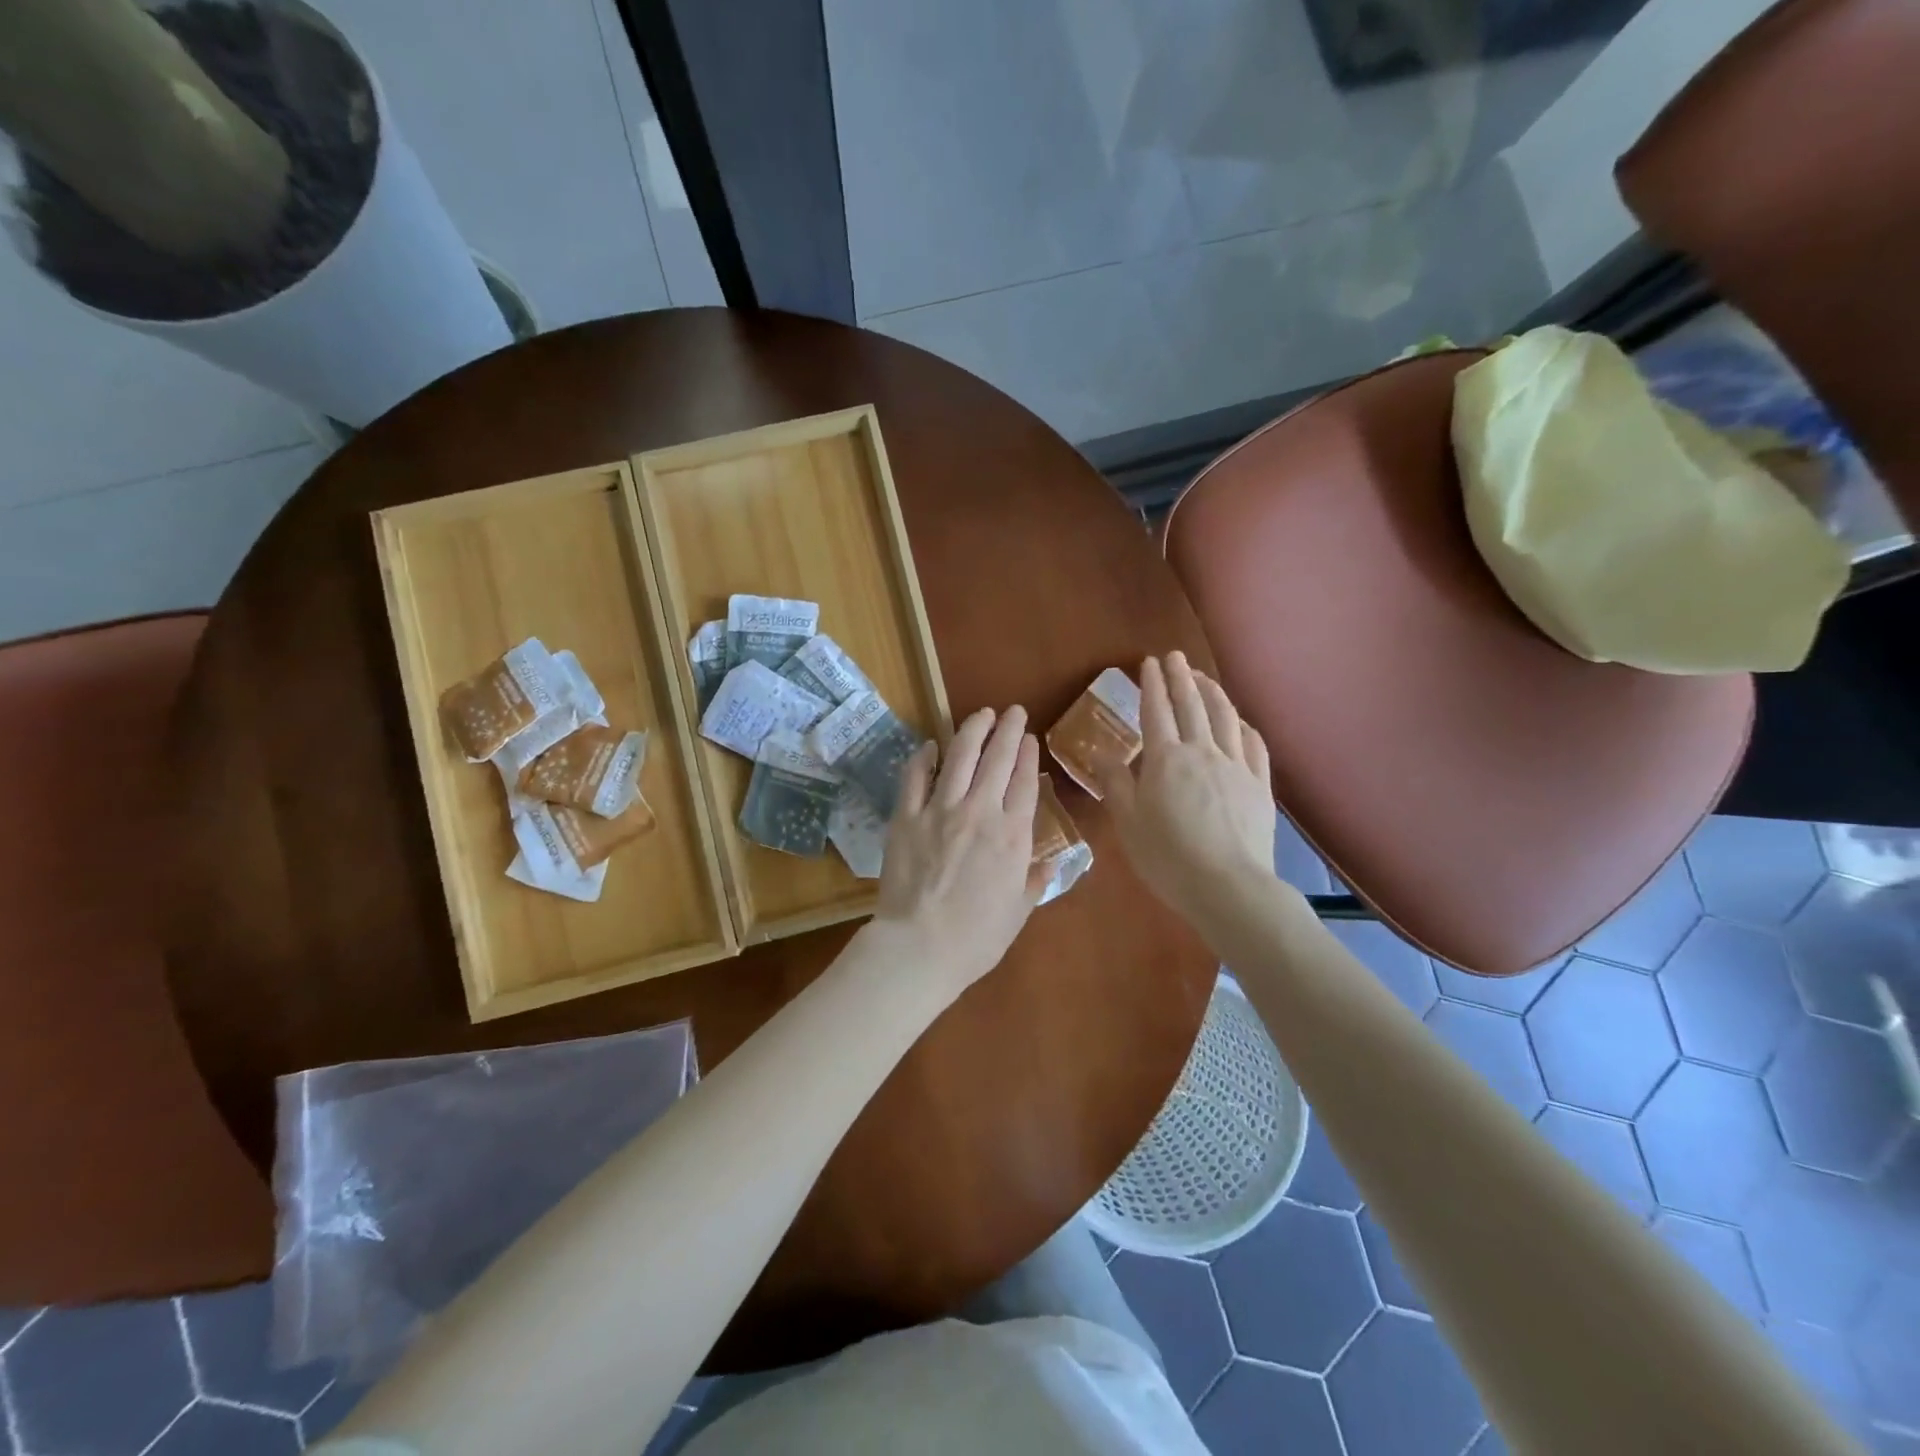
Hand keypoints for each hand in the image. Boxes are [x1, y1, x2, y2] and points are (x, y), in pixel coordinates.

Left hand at [873, 706, 1043, 995]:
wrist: (920, 947)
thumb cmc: (977, 938)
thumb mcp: (1019, 912)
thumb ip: (1035, 881)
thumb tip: (1051, 862)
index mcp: (1013, 835)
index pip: (1024, 781)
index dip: (1027, 755)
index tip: (1029, 737)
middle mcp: (980, 812)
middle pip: (997, 758)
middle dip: (1007, 729)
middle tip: (1012, 711)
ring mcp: (940, 810)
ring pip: (959, 756)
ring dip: (972, 730)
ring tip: (981, 714)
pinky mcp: (906, 816)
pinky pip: (915, 777)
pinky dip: (924, 757)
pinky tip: (930, 745)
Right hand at [1097, 653, 1278, 931]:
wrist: (1228, 886)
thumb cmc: (1167, 857)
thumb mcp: (1128, 822)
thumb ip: (1115, 783)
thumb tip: (1100, 752)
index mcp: (1165, 759)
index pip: (1156, 711)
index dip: (1152, 685)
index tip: (1149, 663)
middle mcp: (1202, 752)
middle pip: (1191, 705)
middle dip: (1181, 677)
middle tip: (1175, 656)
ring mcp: (1236, 766)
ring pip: (1225, 718)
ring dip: (1212, 692)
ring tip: (1203, 677)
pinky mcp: (1260, 785)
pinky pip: (1253, 744)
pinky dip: (1244, 725)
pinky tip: (1240, 721)